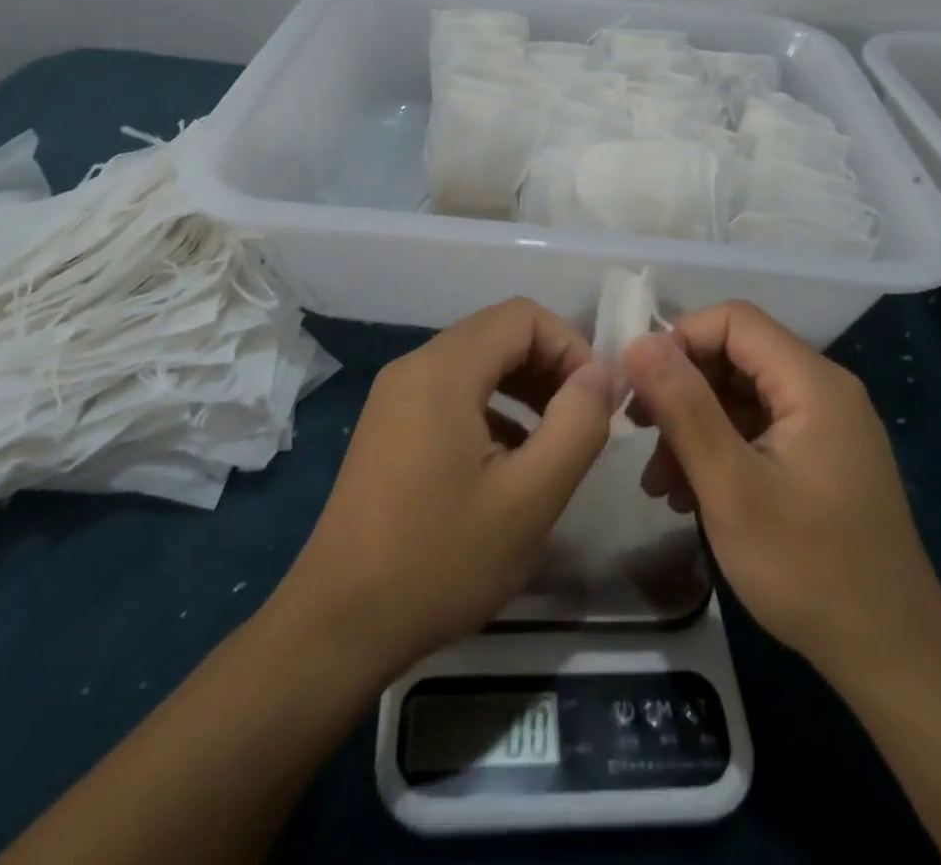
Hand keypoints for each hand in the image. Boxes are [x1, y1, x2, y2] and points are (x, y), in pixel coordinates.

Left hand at [277, 299, 620, 675]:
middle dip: (549, 367)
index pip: (522, 316)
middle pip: (498, 334)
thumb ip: (577, 425)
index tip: (595, 401)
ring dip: (523, 389)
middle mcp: (414, 366)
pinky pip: (452, 393)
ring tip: (553, 443)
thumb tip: (602, 373)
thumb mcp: (529, 499)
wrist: (338, 624)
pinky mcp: (389, 426)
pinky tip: (509, 463)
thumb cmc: (439, 559)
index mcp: (443, 369)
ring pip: (476, 363)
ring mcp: (395, 396)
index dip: (570, 346)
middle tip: (580, 423)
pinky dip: (492, 409)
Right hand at [623, 302, 940, 674]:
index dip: (680, 339)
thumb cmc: (808, 568)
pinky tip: (689, 496)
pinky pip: (757, 430)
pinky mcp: (819, 457)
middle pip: (735, 357)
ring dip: (693, 428)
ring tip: (659, 483)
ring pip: (740, 397)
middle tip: (639, 434)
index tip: (640, 386)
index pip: (734, 320)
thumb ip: (683, 407)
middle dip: (681, 390)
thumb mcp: (730, 486)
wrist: (892, 657)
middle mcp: (822, 390)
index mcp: (812, 383)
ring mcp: (823, 426)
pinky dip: (719, 451)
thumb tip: (638, 342)